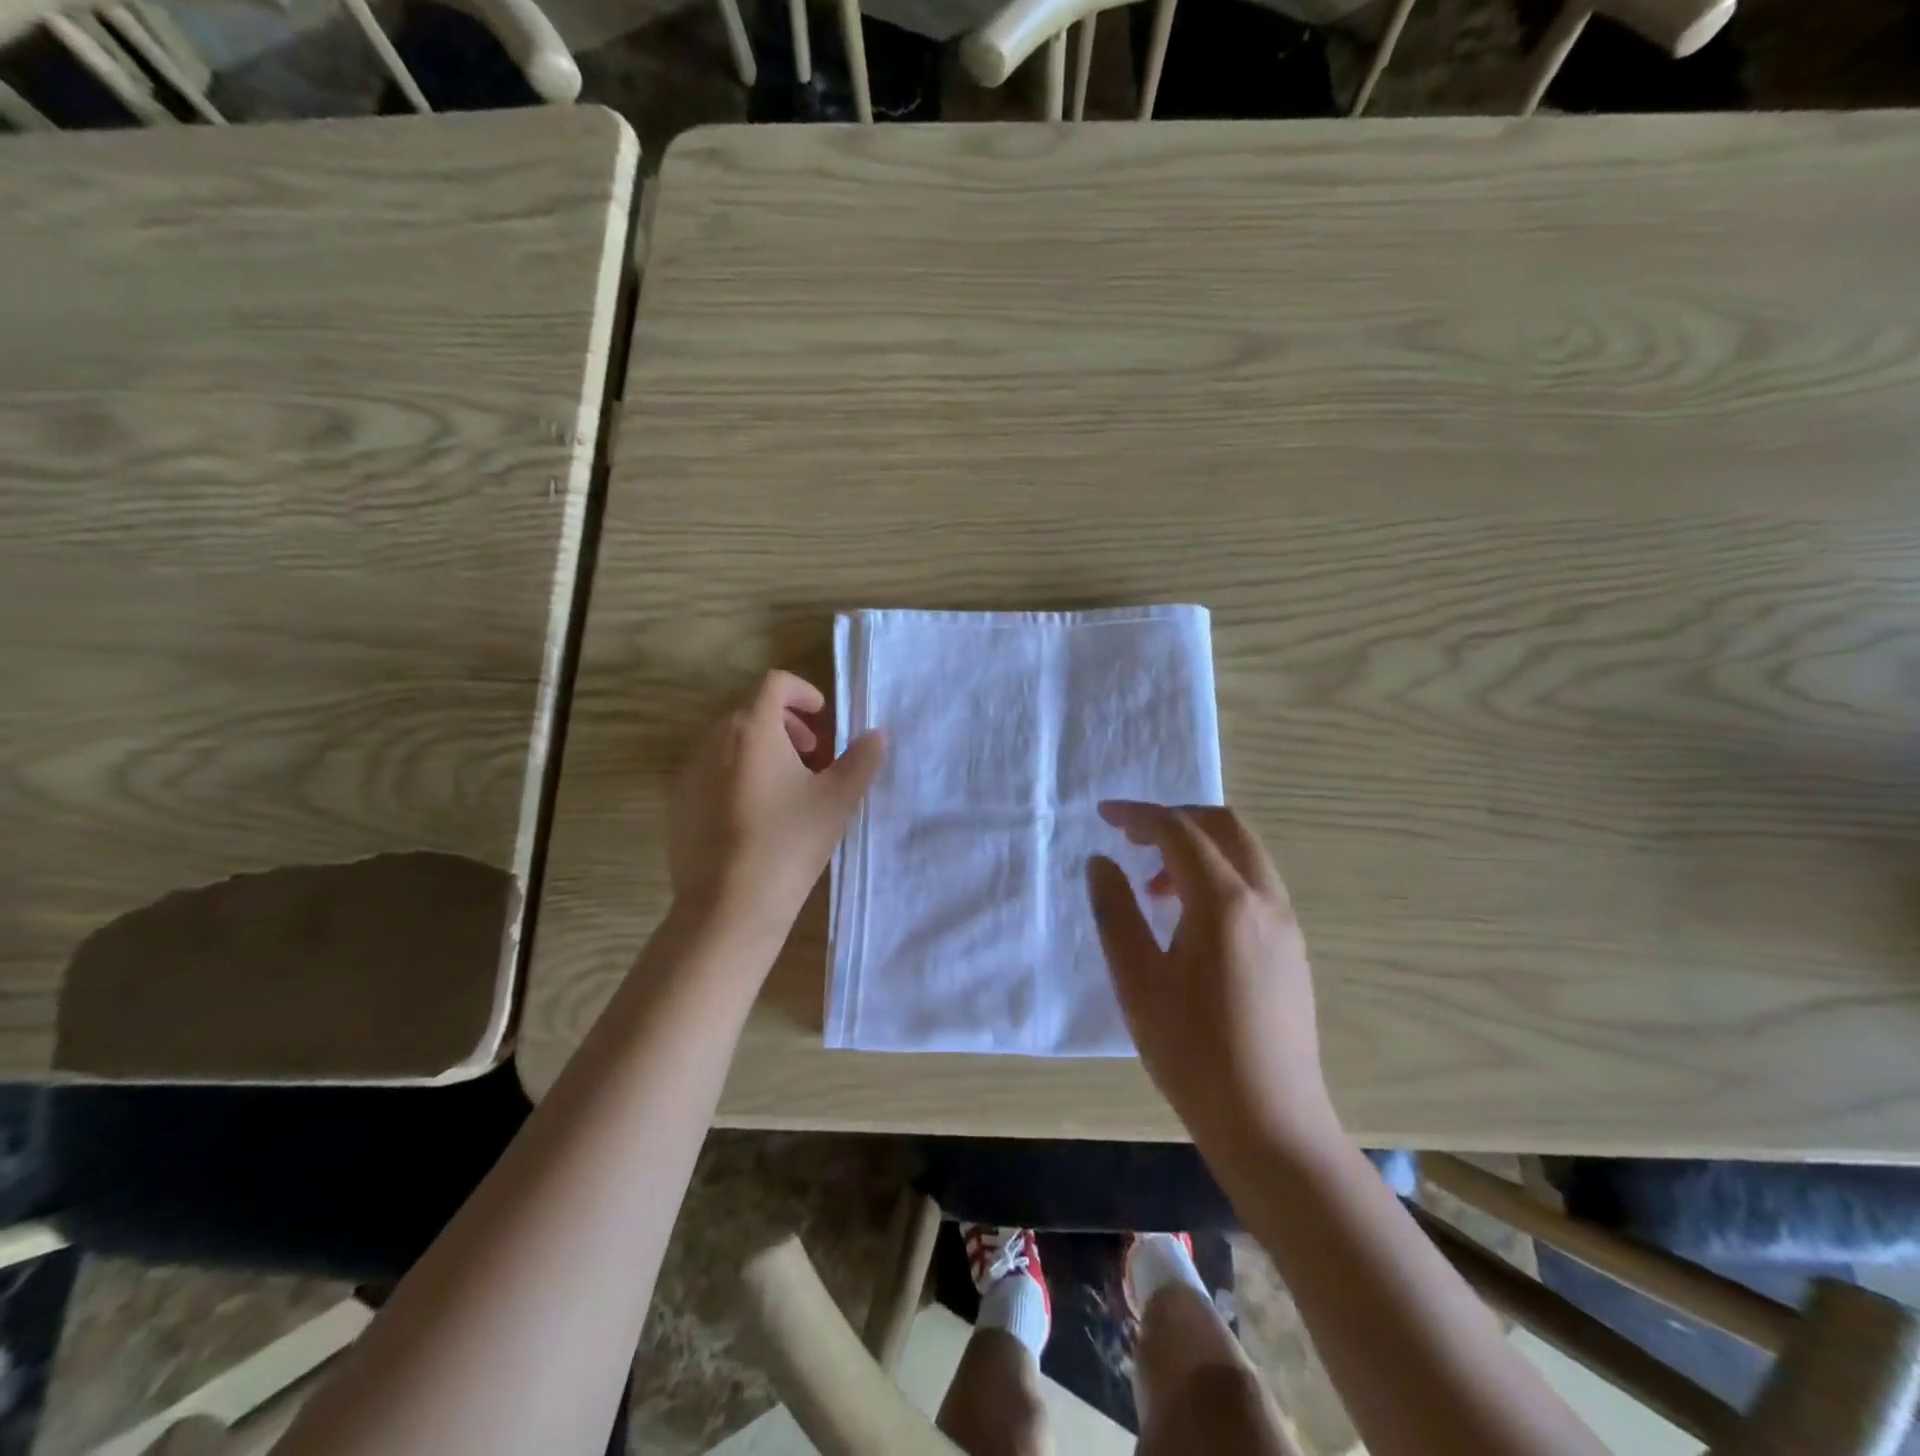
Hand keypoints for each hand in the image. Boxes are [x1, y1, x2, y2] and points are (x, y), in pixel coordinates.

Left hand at [669, 671, 884, 946]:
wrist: (728, 907)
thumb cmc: (789, 843)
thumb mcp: (837, 800)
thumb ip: (861, 760)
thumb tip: (876, 735)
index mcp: (751, 729)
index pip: (774, 683)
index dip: (804, 693)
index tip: (825, 721)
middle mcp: (713, 740)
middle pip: (751, 710)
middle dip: (788, 725)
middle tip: (815, 757)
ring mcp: (690, 771)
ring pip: (731, 740)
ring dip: (764, 748)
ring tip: (790, 787)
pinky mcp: (679, 802)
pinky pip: (713, 769)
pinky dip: (739, 772)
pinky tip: (759, 814)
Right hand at [1086, 802, 1337, 1161]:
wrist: (1270, 1124)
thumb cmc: (1192, 1052)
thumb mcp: (1136, 980)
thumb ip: (1115, 911)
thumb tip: (1101, 862)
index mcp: (1224, 902)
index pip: (1179, 831)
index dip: (1139, 815)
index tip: (1103, 815)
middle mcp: (1264, 900)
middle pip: (1224, 826)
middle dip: (1175, 819)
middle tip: (1132, 836)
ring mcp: (1286, 924)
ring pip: (1244, 854)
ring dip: (1198, 849)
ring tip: (1153, 888)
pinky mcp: (1293, 949)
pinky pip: (1255, 884)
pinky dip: (1218, 875)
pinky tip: (1188, 920)